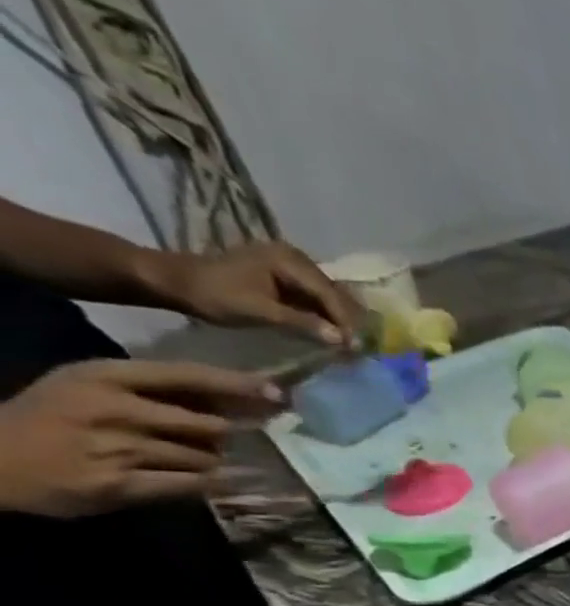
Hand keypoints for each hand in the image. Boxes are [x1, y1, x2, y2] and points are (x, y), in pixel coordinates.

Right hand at [0, 360, 280, 516]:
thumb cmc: (52, 418)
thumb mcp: (92, 387)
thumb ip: (156, 390)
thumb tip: (237, 400)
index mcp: (105, 377)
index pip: (188, 375)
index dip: (238, 385)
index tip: (277, 394)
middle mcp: (114, 409)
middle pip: (209, 424)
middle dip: (223, 435)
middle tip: (217, 439)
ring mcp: (117, 449)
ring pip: (205, 457)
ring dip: (208, 461)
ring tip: (181, 459)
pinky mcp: (120, 485)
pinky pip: (191, 484)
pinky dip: (205, 483)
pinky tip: (202, 481)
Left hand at [144, 242, 358, 344]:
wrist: (173, 281)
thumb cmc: (213, 295)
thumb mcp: (259, 311)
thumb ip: (303, 324)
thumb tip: (342, 340)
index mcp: (289, 260)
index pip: (329, 294)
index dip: (346, 321)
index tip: (359, 347)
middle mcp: (296, 257)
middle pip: (334, 293)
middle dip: (348, 320)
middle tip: (361, 347)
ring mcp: (292, 264)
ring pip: (329, 295)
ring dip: (340, 318)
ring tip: (351, 341)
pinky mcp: (286, 274)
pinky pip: (316, 295)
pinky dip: (326, 313)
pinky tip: (334, 330)